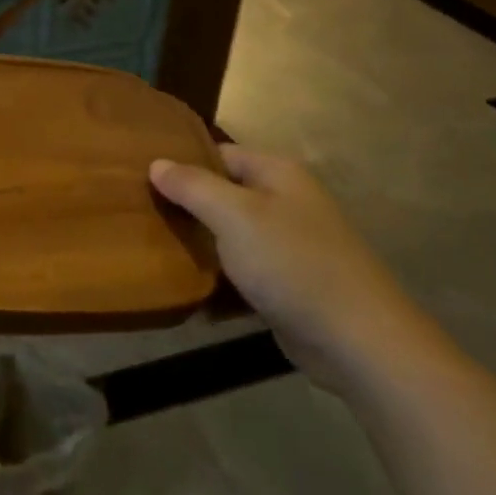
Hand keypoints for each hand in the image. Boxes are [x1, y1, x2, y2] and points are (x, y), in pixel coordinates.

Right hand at [150, 146, 440, 392]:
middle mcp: (285, 202)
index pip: (217, 154)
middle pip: (222, 195)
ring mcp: (288, 245)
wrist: (357, 340)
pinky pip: (241, 274)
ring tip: (151, 251)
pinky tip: (186, 294)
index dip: (181, 163)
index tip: (139, 178)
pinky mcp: (287, 285)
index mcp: (277, 174)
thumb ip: (192, 186)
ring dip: (197, 247)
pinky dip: (217, 282)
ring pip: (228, 236)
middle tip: (138, 215)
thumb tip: (156, 163)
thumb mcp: (234, 216)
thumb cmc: (292, 263)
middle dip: (184, 207)